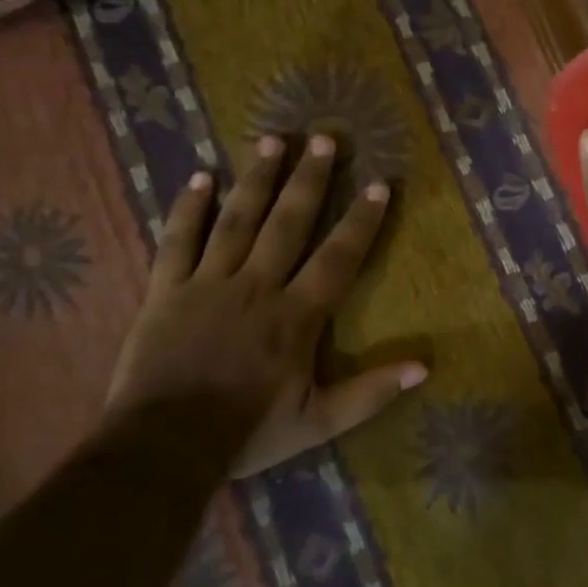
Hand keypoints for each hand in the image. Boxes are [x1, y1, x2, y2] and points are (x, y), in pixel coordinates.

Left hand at [109, 132, 425, 476]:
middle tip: (324, 139)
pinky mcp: (166, 291)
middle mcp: (257, 286)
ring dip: (257, 178)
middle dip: (310, 180)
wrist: (162, 447)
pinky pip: (177, 241)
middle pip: (288, 223)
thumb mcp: (318, 422)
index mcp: (296, 315)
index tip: (379, 184)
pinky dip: (188, 209)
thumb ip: (370, 392)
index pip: (338, 258)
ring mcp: (208, 283)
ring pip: (237, 220)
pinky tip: (199, 177)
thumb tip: (425, 367)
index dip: (361, 221)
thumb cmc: (246, 432)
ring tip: (272, 140)